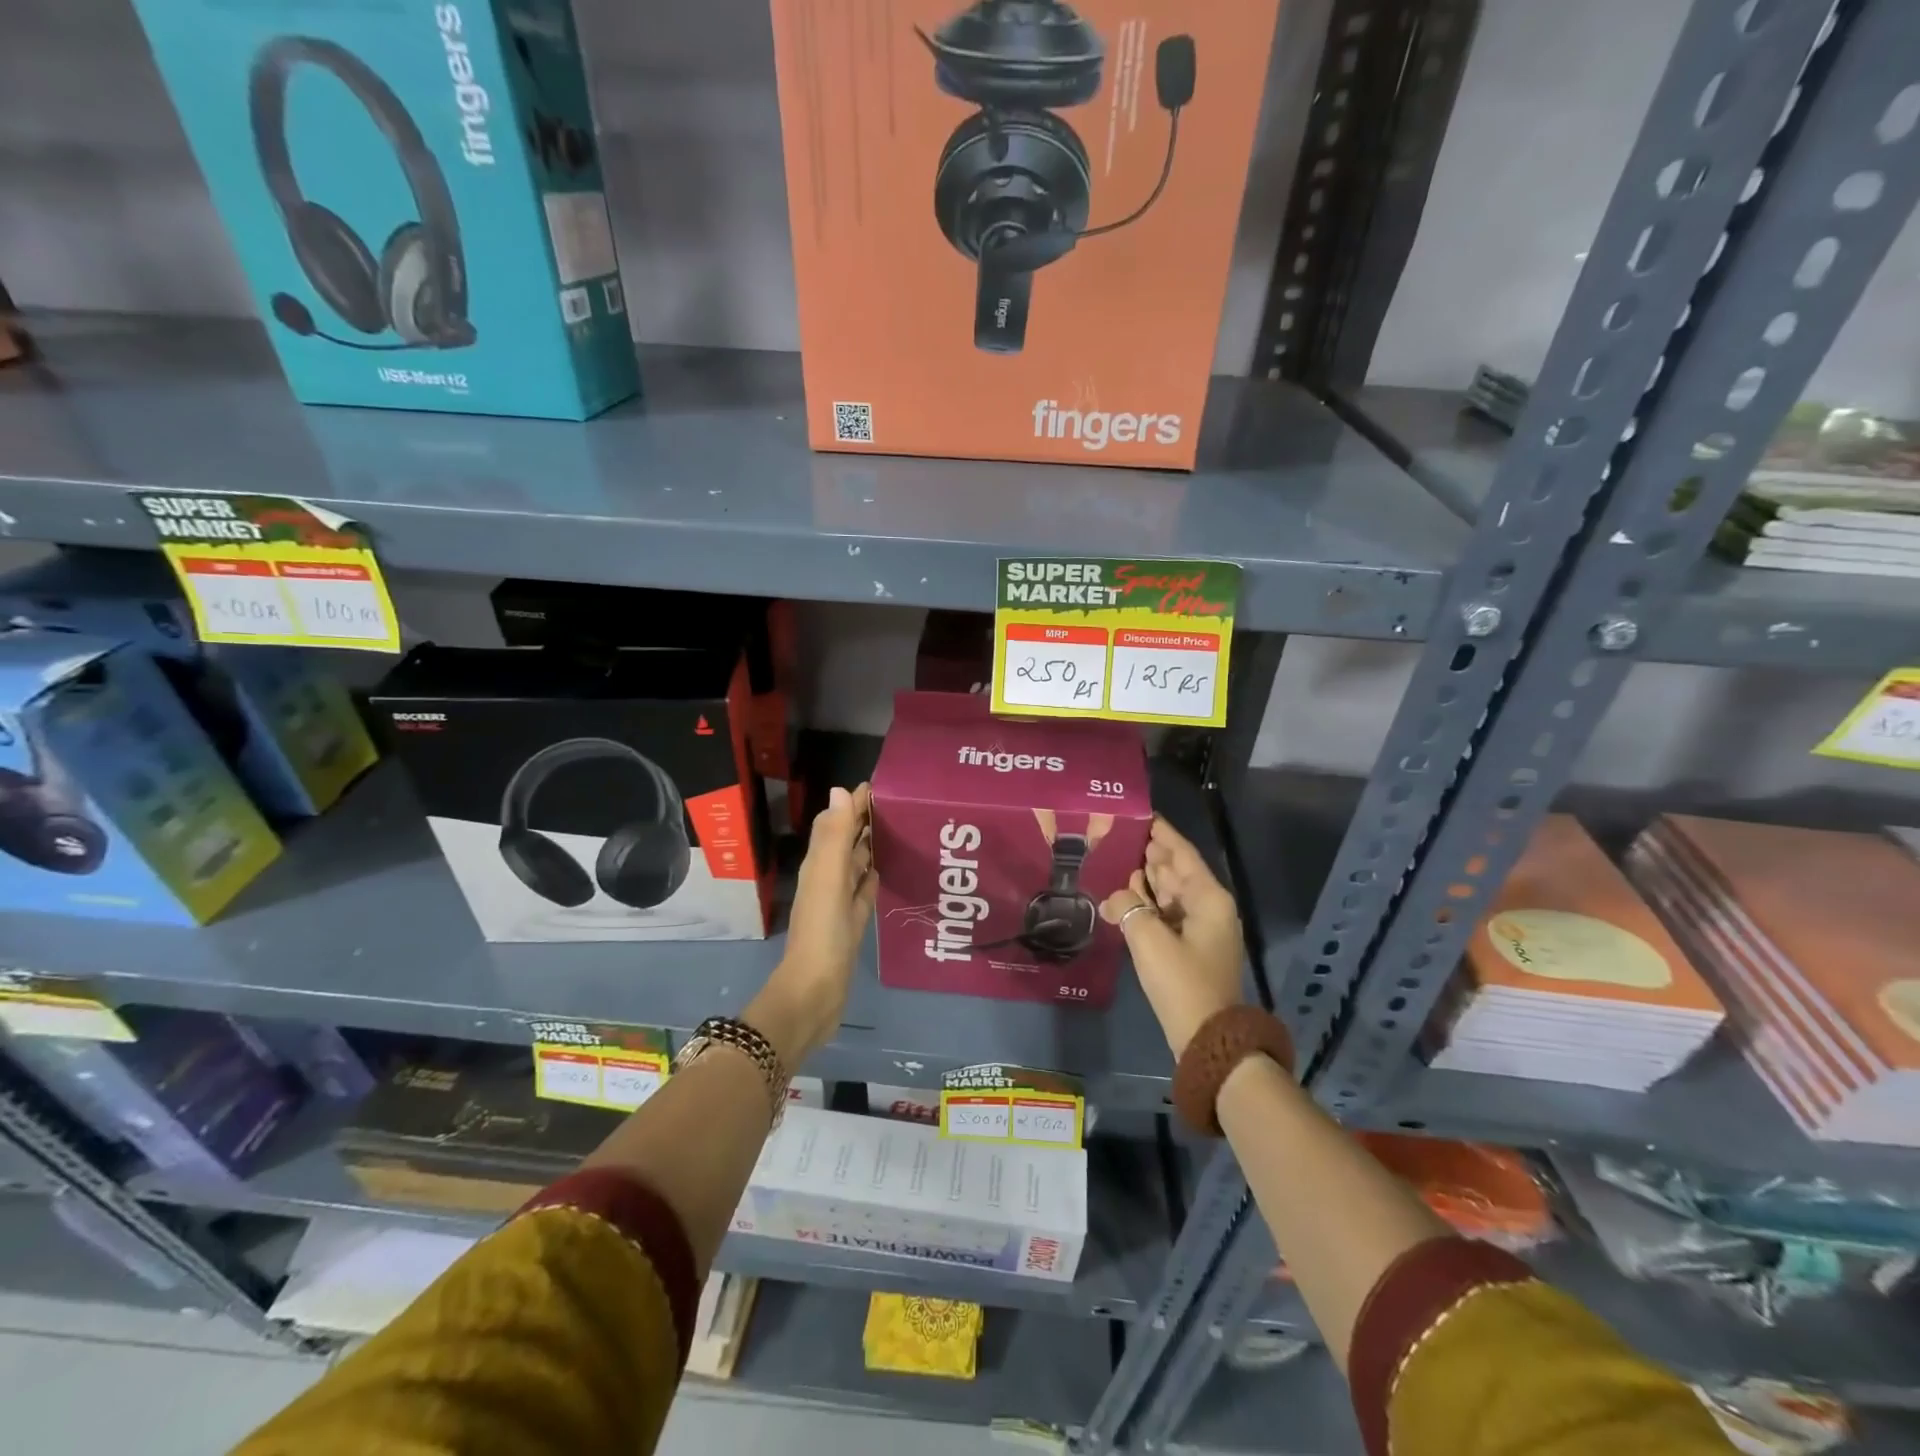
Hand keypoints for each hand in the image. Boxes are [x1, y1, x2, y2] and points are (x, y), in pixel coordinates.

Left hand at [749, 783, 876, 1064]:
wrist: (815, 992)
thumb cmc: (822, 933)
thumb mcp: (828, 879)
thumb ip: (834, 837)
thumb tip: (841, 790)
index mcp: (819, 865)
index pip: (837, 823)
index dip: (855, 803)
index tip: (883, 785)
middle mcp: (827, 878)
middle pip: (847, 841)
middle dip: (867, 821)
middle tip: (901, 804)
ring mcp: (840, 903)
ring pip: (857, 865)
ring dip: (873, 846)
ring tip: (902, 830)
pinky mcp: (852, 923)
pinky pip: (865, 891)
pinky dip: (875, 877)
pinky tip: (890, 871)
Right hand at [1102, 816, 1244, 1056]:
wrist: (1207, 1038)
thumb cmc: (1182, 982)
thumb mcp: (1149, 940)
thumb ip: (1128, 907)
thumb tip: (1116, 896)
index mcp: (1208, 898)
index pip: (1182, 853)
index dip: (1161, 833)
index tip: (1138, 813)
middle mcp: (1207, 906)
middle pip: (1175, 870)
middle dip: (1149, 853)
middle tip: (1116, 833)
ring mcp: (1199, 927)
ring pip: (1169, 892)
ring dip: (1145, 878)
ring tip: (1115, 857)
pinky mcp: (1188, 946)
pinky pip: (1165, 913)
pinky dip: (1146, 902)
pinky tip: (1123, 894)